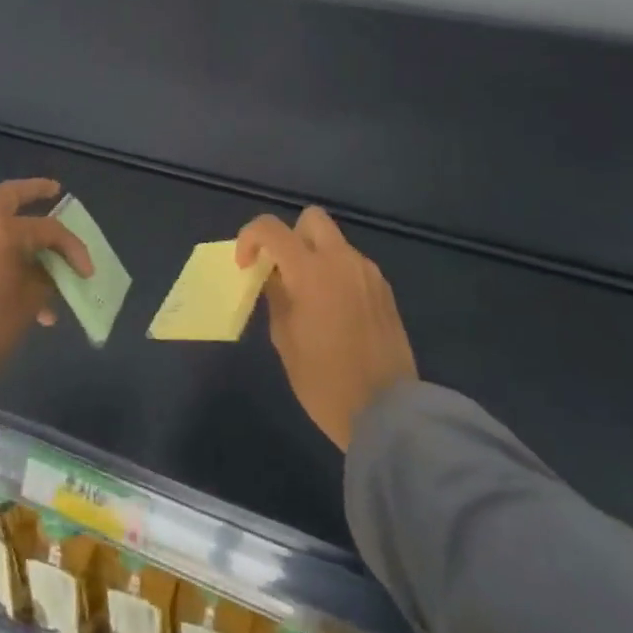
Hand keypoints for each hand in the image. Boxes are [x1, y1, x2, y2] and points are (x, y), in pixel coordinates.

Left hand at [0, 178, 93, 379]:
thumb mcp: (29, 303)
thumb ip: (44, 278)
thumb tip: (47, 273)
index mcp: (2, 230)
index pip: (48, 229)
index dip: (72, 248)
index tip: (86, 271)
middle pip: (9, 195)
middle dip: (34, 191)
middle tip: (54, 191)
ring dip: (13, 234)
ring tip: (35, 261)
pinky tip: (7, 277)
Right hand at [237, 207, 416, 450]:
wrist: (387, 413)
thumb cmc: (324, 380)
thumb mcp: (285, 339)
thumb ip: (276, 297)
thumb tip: (274, 277)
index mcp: (310, 270)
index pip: (271, 228)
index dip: (250, 238)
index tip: (245, 265)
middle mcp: (341, 259)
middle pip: (311, 219)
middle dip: (291, 236)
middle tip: (284, 270)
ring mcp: (367, 273)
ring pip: (335, 243)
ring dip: (316, 257)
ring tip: (310, 297)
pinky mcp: (384, 290)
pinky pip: (353, 266)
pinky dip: (337, 274)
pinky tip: (336, 312)